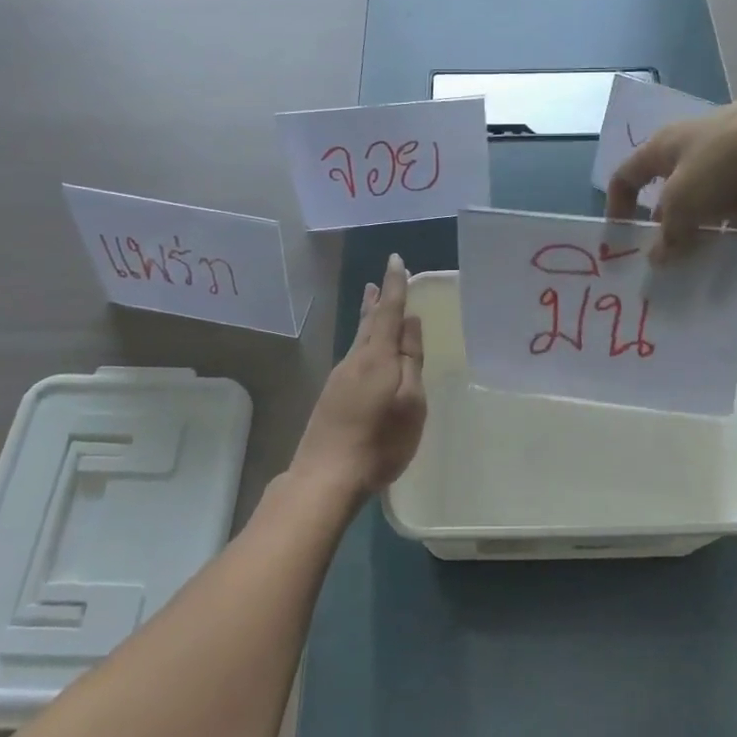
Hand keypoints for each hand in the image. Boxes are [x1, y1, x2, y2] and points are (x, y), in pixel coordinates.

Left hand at [291, 254, 427, 497]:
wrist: (326, 477)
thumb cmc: (380, 442)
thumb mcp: (410, 402)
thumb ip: (411, 361)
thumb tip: (410, 324)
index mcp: (377, 357)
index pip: (388, 311)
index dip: (395, 285)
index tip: (396, 259)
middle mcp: (354, 360)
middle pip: (368, 322)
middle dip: (376, 300)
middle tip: (380, 280)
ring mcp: (339, 378)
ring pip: (358, 339)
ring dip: (368, 319)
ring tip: (373, 302)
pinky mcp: (332, 397)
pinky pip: (353, 357)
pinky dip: (363, 342)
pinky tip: (366, 351)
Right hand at [606, 89, 736, 259]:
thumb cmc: (726, 161)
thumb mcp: (685, 202)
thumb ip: (668, 235)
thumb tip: (657, 259)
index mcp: (664, 145)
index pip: (626, 174)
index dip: (617, 205)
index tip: (620, 239)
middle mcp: (693, 146)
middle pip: (667, 189)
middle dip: (663, 223)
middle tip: (664, 257)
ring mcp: (730, 156)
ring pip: (705, 198)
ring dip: (700, 227)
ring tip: (700, 259)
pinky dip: (734, 224)